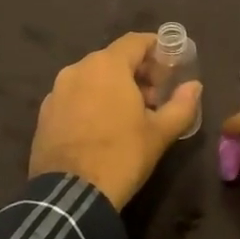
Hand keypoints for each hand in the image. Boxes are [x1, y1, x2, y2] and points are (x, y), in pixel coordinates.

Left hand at [30, 33, 202, 207]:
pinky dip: (92, 103)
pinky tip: (103, 129)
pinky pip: (75, 97)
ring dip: (114, 88)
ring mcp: (56, 92)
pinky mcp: (45, 115)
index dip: (157, 49)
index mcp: (106, 66)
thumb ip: (182, 105)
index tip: (171, 66)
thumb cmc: (121, 156)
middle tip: (156, 97)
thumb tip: (195, 86)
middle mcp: (78, 69)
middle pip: (113, 59)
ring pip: (92, 78)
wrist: (69, 197)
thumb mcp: (160, 133)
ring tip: (130, 116)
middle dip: (137, 72)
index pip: (136, 41)